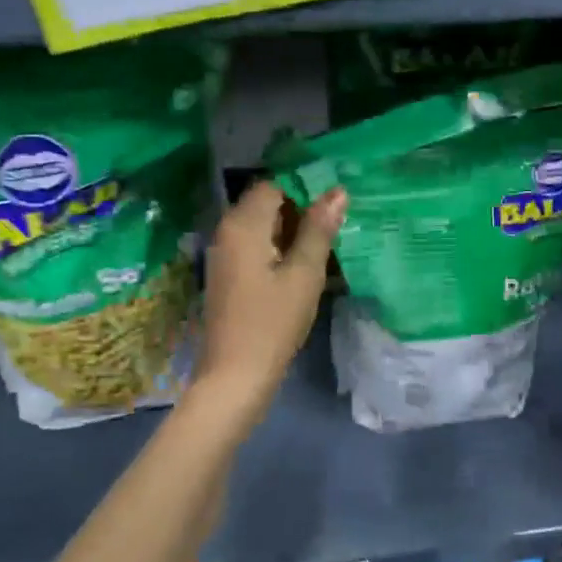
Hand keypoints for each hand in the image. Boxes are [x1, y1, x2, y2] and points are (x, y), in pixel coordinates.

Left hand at [192, 180, 346, 421]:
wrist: (234, 376)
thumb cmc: (272, 323)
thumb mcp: (304, 274)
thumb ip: (319, 230)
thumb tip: (337, 192)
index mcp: (243, 224)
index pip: (274, 185)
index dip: (304, 189)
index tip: (334, 205)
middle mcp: (227, 231)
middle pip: (265, 204)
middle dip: (300, 211)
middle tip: (335, 228)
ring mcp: (223, 255)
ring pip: (261, 227)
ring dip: (291, 232)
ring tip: (324, 248)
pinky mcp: (227, 276)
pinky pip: (254, 248)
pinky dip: (277, 250)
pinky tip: (302, 269)